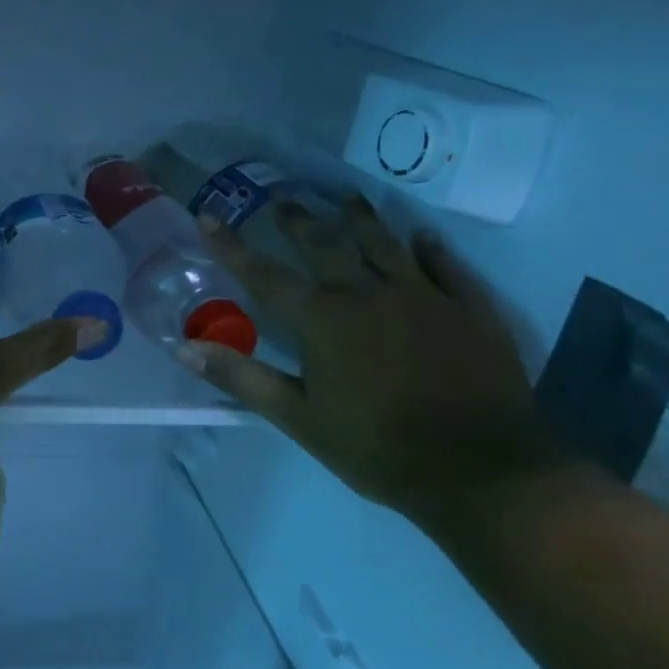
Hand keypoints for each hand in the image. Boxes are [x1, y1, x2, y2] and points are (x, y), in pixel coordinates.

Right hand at [181, 194, 566, 523]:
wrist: (483, 471)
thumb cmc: (379, 448)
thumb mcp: (299, 418)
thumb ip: (242, 378)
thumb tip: (185, 348)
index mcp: (323, 320)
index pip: (264, 275)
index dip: (232, 246)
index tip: (208, 217)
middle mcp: (368, 294)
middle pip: (325, 244)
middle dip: (298, 220)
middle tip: (282, 197)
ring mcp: (423, 296)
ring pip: (385, 244)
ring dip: (361, 219)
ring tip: (346, 198)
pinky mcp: (469, 309)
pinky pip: (446, 267)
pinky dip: (431, 248)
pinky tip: (423, 236)